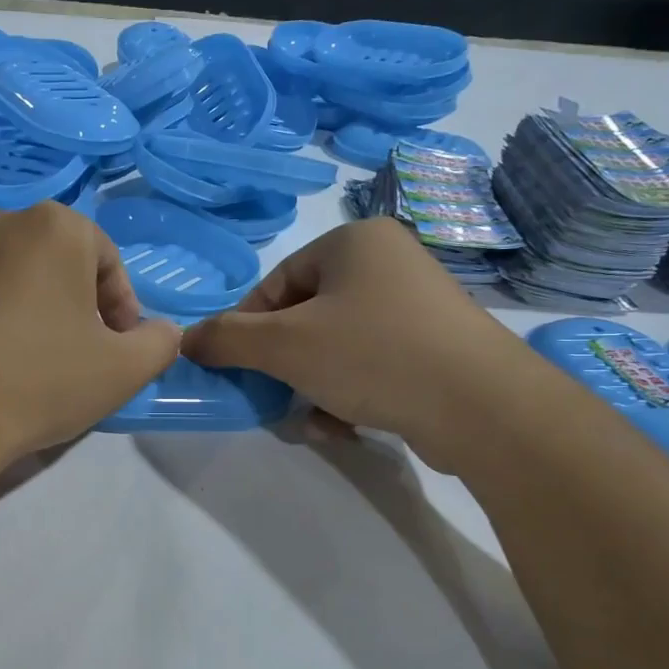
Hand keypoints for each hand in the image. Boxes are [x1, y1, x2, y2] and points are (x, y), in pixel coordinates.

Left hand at [0, 202, 181, 474]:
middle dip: (72, 304)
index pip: (106, 259)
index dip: (121, 306)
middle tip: (74, 355)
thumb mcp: (123, 371)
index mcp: (54, 228)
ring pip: (3, 278)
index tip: (117, 349)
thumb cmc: (39, 381)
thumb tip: (162, 332)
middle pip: (53, 263)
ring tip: (21, 364)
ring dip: (23, 310)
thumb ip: (159, 343)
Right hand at [181, 218, 548, 471]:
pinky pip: (372, 363)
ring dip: (314, 386)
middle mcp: (389, 262)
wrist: (481, 406)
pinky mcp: (436, 346)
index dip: (247, 328)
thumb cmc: (372, 355)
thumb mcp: (284, 346)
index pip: (276, 282)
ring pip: (337, 345)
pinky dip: (350, 393)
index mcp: (354, 242)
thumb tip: (186, 340)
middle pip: (306, 316)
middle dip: (285, 366)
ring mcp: (418, 305)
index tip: (238, 368)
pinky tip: (346, 427)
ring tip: (315, 422)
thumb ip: (227, 339)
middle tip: (274, 398)